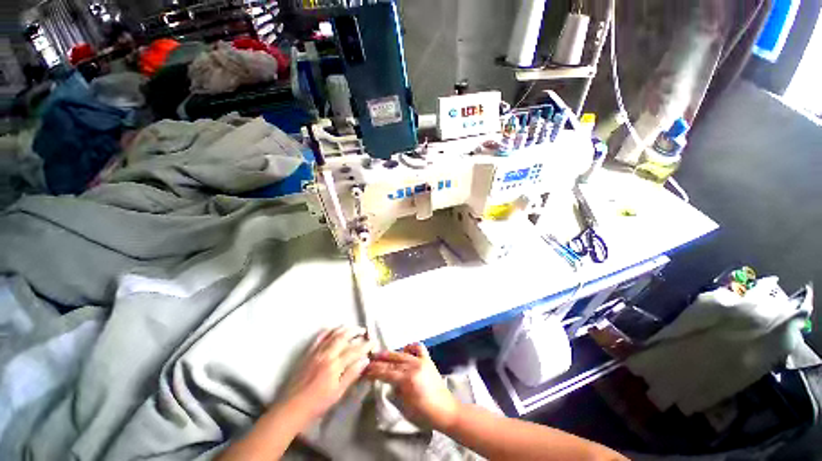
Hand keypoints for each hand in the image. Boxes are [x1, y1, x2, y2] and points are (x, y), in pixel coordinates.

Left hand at [282, 326, 373, 420]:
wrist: (291, 408)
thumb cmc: (317, 404)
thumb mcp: (338, 393)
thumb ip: (352, 374)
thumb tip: (365, 360)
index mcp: (335, 366)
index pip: (354, 351)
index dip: (365, 345)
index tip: (373, 342)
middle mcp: (326, 355)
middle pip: (343, 337)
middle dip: (355, 331)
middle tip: (364, 331)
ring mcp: (316, 352)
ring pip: (332, 334)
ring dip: (344, 329)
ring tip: (352, 328)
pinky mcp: (308, 353)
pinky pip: (319, 337)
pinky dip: (328, 331)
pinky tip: (333, 329)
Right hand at [364, 343, 459, 430]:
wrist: (445, 410)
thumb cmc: (424, 413)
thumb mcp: (404, 405)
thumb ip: (395, 389)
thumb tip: (387, 379)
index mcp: (407, 380)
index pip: (386, 372)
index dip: (373, 371)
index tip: (364, 370)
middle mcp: (414, 366)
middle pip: (392, 361)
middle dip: (378, 361)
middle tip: (368, 361)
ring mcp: (421, 361)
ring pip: (402, 353)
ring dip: (390, 354)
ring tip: (380, 355)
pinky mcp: (428, 359)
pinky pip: (417, 347)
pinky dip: (409, 347)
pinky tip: (404, 351)